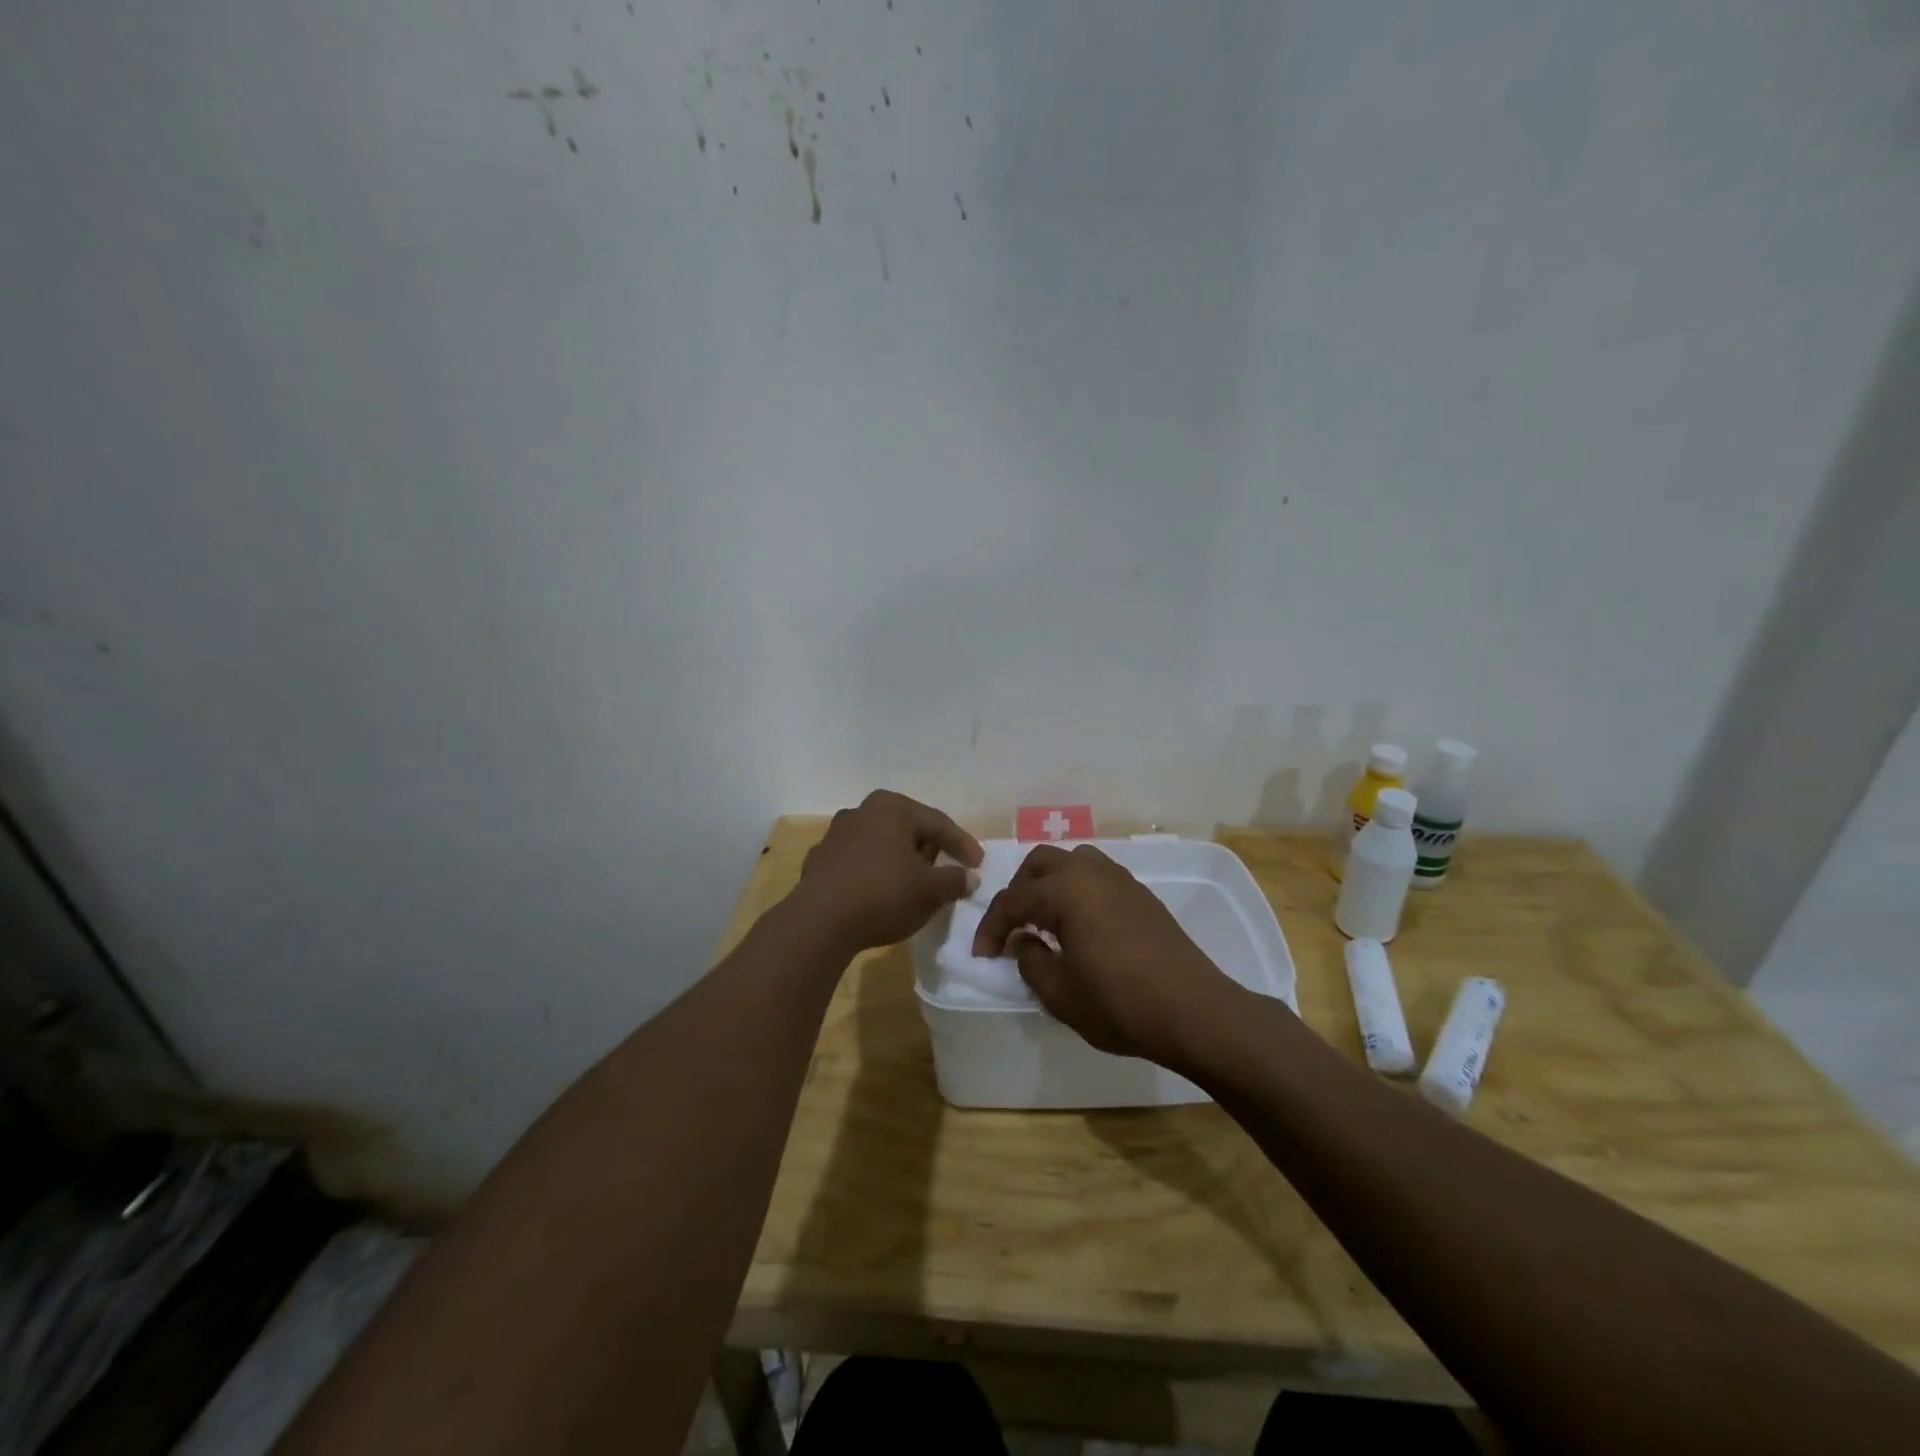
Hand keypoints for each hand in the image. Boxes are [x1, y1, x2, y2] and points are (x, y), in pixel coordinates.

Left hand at [793, 791, 983, 954]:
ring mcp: (836, 835)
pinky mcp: (819, 861)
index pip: (938, 823)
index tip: (978, 864)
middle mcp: (862, 811)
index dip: (962, 844)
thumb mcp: (929, 890)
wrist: (820, 921)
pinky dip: (874, 874)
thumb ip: (954, 880)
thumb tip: (970, 878)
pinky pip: (858, 863)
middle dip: (929, 848)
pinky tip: (881, 893)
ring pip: (880, 844)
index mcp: (892, 808)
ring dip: (900, 860)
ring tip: (915, 882)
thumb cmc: (883, 894)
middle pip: (907, 829)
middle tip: (948, 868)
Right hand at [971, 844, 1247, 1067]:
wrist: (1195, 1012)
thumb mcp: (1060, 994)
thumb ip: (1030, 961)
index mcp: (1065, 891)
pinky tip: (1080, 925)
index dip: (991, 927)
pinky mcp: (1142, 895)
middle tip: (1012, 927)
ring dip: (1050, 884)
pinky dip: (1077, 890)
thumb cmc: (1120, 1004)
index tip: (983, 956)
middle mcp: (1091, 873)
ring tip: (1045, 920)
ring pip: (1072, 862)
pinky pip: (1097, 876)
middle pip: (1040, 863)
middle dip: (1018, 891)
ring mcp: (1121, 880)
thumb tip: (1022, 940)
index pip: (1013, 899)